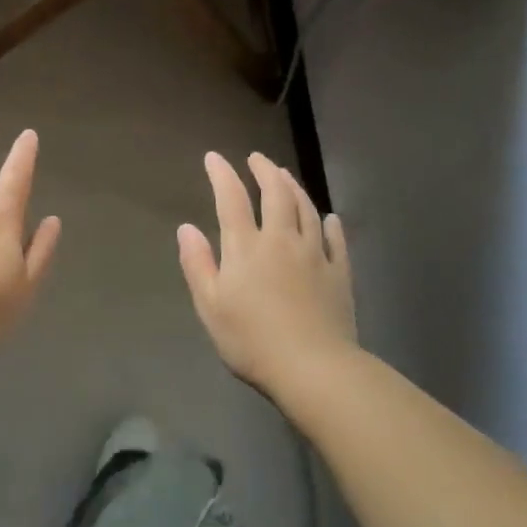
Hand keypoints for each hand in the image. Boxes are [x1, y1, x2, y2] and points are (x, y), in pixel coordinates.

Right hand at [177, 151, 358, 396]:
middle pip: (275, 194)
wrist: (313, 369)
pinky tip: (329, 218)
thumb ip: (197, 263)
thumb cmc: (251, 340)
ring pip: (306, 209)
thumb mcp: (210, 306)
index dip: (222, 174)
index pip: (231, 199)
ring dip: (294, 188)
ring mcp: (315, 255)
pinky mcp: (339, 274)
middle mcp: (281, 240)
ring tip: (286, 176)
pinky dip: (330, 224)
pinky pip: (336, 240)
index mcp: (246, 247)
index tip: (214, 157)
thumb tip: (186, 228)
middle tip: (257, 158)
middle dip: (264, 171)